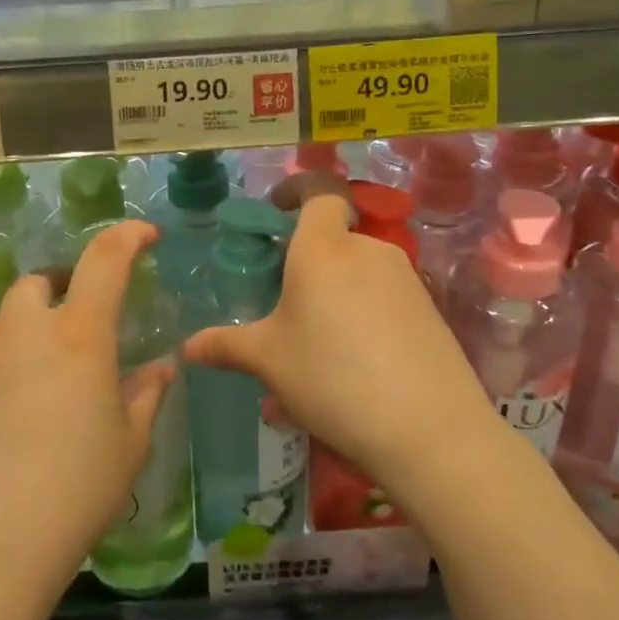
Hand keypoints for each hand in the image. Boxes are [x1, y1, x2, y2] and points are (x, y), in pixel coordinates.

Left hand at [0, 221, 175, 618]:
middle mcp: (23, 331)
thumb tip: (161, 368)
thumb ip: (147, 395)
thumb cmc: (75, 492)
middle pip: (40, 282)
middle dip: (62, 291)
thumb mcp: (130, 446)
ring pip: (7, 326)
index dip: (127, 236)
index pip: (105, 260)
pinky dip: (0, 377)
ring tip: (42, 391)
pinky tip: (5, 428)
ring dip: (29, 339)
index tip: (144, 235)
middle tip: (79, 329)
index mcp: (78, 336)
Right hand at [182, 191, 495, 504]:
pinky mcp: (429, 309)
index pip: (318, 190)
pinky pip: (383, 300)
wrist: (430, 430)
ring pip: (357, 275)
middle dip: (305, 264)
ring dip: (332, 299)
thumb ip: (226, 345)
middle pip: (333, 240)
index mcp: (323, 248)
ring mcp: (404, 279)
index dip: (297, 189)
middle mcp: (367, 250)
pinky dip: (361, 319)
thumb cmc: (333, 378)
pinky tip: (350, 371)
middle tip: (284, 306)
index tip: (276, 208)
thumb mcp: (269, 362)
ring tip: (312, 354)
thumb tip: (188, 348)